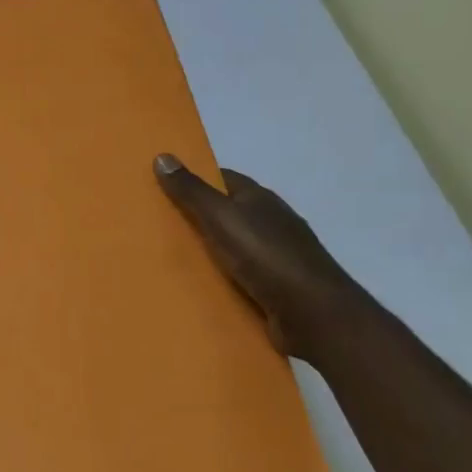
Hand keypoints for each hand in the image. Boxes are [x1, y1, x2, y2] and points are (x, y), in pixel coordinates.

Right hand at [154, 155, 374, 363]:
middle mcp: (271, 223)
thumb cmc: (267, 256)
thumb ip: (192, 191)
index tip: (163, 186)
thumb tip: (162, 156)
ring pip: (233, 246)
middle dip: (197, 216)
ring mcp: (276, 257)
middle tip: (157, 224)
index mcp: (260, 199)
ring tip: (168, 258)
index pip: (223, 179)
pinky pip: (240, 277)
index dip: (195, 179)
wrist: (314, 314)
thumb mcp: (221, 217)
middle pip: (227, 212)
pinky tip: (198, 286)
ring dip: (208, 250)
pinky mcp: (276, 288)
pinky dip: (221, 278)